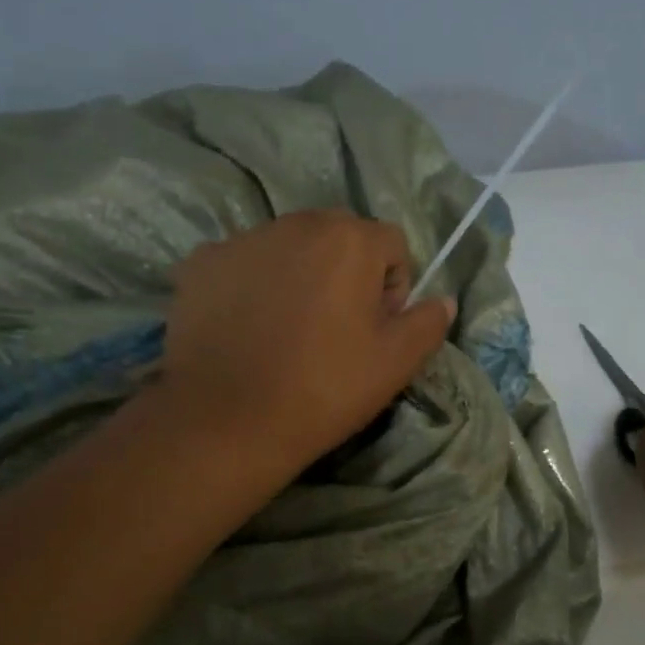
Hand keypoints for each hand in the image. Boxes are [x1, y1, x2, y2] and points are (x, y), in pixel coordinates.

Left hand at [156, 211, 455, 475]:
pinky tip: (247, 330)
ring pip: (289, 248)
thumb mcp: (396, 363)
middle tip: (335, 329)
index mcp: (349, 239)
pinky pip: (244, 263)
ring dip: (299, 276)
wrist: (227, 421)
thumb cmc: (324, 389)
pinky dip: (253, 286)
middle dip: (346, 273)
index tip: (375, 328)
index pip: (391, 244)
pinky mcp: (201, 263)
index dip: (393, 287)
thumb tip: (443, 300)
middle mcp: (295, 224)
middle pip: (338, 237)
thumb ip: (428, 323)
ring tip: (287, 331)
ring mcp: (242, 240)